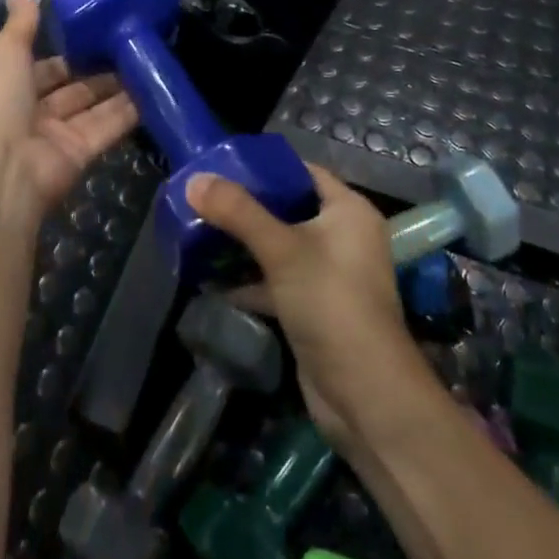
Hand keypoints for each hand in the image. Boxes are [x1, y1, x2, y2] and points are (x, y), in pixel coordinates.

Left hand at [0, 0, 137, 231]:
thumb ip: (21, 25)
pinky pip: (107, 129)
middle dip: (100, 71)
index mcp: (11, 88)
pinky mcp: (81, 155)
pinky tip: (153, 92)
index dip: (70, 52)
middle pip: (74, 89)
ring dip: (120, 90)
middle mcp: (34, 113)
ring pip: (94, 108)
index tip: (100, 34)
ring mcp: (58, 136)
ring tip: (150, 63)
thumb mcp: (5, 54)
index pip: (46, 68)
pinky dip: (129, 113)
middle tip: (134, 47)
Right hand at [186, 164, 431, 449]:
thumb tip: (194, 180)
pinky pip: (277, 281)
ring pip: (280, 247)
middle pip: (288, 209)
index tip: (223, 164)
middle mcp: (343, 237)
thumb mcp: (283, 250)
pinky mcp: (313, 308)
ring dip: (244, 244)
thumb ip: (238, 212)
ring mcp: (329, 275)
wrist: (364, 395)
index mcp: (349, 211)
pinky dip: (250, 280)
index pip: (304, 173)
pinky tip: (212, 281)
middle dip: (247, 207)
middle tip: (203, 198)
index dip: (266, 167)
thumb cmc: (331, 303)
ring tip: (199, 232)